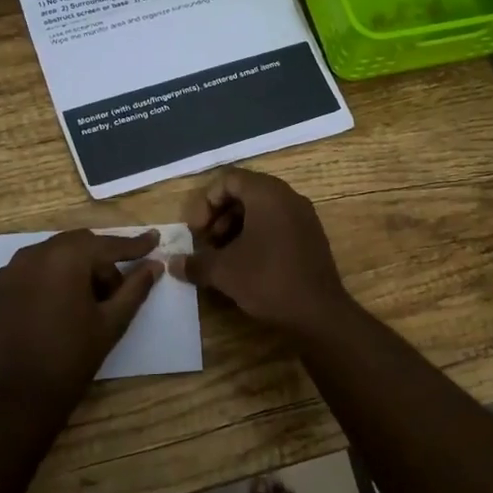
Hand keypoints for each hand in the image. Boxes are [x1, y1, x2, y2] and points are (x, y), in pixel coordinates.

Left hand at [0, 229, 162, 404]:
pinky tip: (53, 309)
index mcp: (66, 258)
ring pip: (50, 256)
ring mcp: (8, 272)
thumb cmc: (72, 358)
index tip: (154, 239)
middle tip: (114, 290)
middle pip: (77, 245)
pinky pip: (26, 273)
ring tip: (82, 302)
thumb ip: (135, 288)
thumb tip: (154, 265)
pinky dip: (45, 281)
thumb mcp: (111, 322)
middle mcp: (33, 254)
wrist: (17, 399)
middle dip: (99, 260)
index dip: (134, 245)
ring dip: (71, 269)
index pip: (107, 245)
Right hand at [170, 169, 352, 331]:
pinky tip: (246, 264)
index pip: (229, 179)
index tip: (196, 231)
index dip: (206, 202)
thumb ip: (195, 263)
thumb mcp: (224, 272)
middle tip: (207, 242)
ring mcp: (303, 216)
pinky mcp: (310, 236)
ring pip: (261, 209)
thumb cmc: (268, 280)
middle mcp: (288, 197)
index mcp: (267, 194)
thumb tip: (172, 264)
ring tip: (223, 256)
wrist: (320, 313)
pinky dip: (257, 235)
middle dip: (219, 215)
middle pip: (245, 192)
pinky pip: (277, 224)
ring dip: (236, 227)